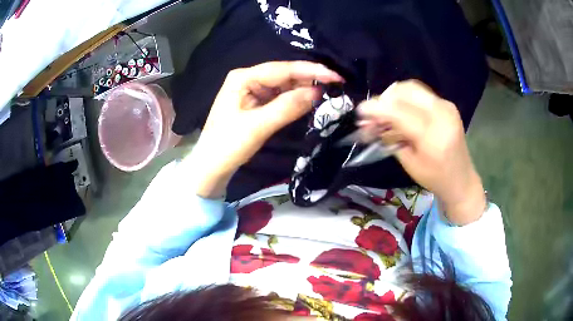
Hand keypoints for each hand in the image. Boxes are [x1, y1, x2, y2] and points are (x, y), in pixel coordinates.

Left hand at [192, 61, 342, 197]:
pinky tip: (311, 100)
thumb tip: (318, 92)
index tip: (336, 76)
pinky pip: (280, 97)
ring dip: (305, 89)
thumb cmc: (227, 145)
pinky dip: (296, 99)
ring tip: (330, 92)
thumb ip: (287, 107)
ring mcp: (252, 91)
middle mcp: (248, 79)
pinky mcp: (256, 104)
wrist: (211, 167)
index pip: (282, 69)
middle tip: (338, 85)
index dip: (311, 71)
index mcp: (243, 78)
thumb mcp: (257, 126)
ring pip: (284, 85)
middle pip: (284, 74)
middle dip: (310, 78)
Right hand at [357, 80, 485, 224]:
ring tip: (384, 111)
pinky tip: (399, 111)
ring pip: (412, 88)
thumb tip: (370, 122)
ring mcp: (446, 106)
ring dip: (394, 96)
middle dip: (385, 99)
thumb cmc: (434, 178)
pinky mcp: (447, 104)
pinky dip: (405, 98)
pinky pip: (420, 93)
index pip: (399, 112)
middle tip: (373, 113)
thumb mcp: (409, 162)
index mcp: (433, 136)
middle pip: (406, 91)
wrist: (461, 179)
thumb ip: (390, 138)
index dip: (377, 108)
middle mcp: (442, 114)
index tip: (360, 109)